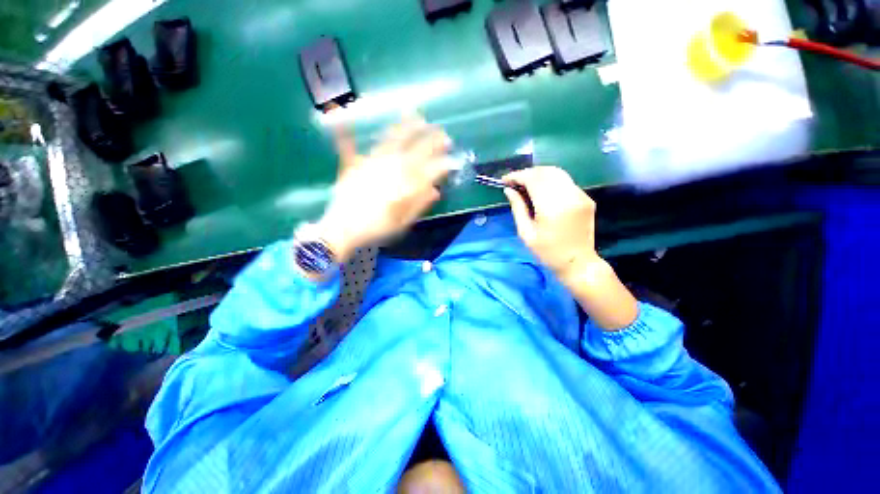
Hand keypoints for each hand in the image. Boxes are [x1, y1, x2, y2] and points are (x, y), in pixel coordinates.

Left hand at [316, 114, 451, 261]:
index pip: (429, 170)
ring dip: (406, 128)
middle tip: (443, 134)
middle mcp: (390, 168)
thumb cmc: (377, 229)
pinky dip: (349, 133)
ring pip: (392, 141)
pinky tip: (347, 119)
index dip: (443, 164)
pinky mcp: (354, 164)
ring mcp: (371, 163)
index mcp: (405, 184)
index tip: (452, 159)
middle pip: (415, 150)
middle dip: (432, 141)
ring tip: (416, 116)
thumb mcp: (403, 222)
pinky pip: (352, 145)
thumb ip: (419, 204)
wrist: (343, 230)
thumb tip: (435, 190)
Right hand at [503, 166, 637, 329]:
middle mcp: (569, 196)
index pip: (533, 179)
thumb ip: (517, 208)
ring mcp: (580, 195)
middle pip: (545, 171)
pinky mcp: (586, 198)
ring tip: (526, 185)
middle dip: (527, 173)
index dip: (517, 176)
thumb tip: (508, 190)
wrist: (578, 262)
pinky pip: (565, 181)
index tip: (505, 180)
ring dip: (539, 175)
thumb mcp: (526, 233)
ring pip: (557, 173)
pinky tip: (542, 191)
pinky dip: (551, 181)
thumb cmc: (547, 252)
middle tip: (514, 182)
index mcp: (552, 207)